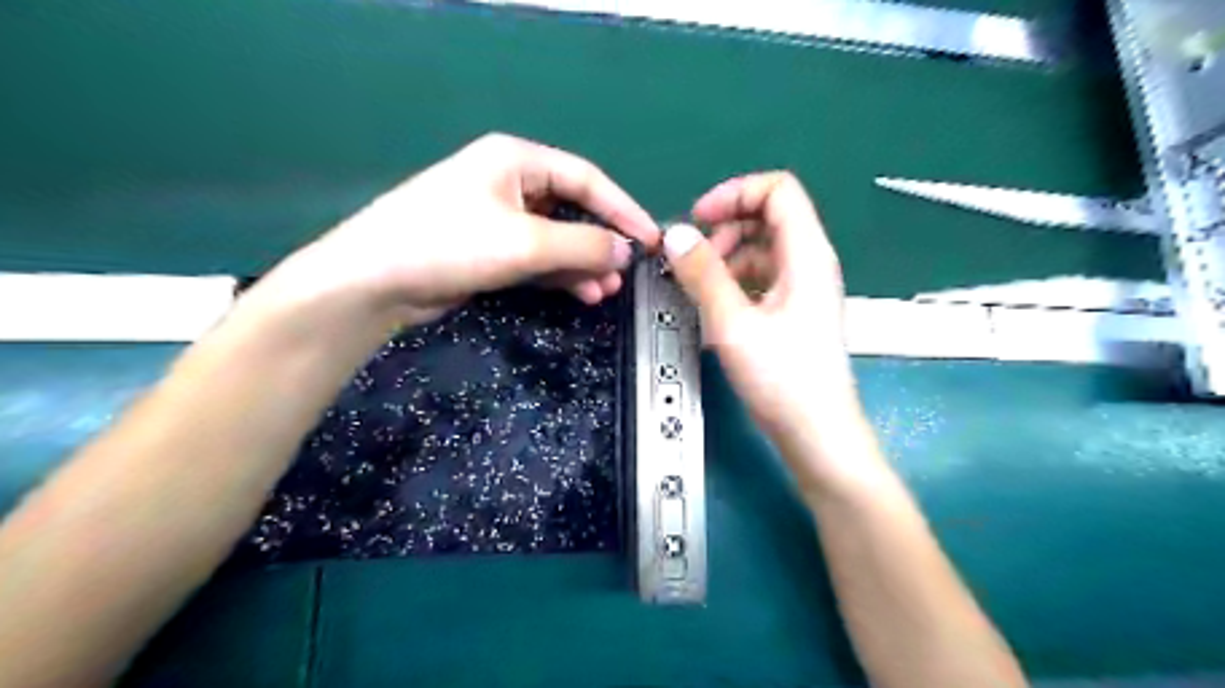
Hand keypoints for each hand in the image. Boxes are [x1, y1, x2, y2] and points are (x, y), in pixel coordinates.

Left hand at [256, 132, 660, 326]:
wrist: (377, 281)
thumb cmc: (450, 243)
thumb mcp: (525, 242)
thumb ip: (583, 245)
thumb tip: (627, 252)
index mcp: (518, 160)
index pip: (587, 179)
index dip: (623, 209)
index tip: (651, 239)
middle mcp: (511, 183)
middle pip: (573, 210)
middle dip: (601, 243)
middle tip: (626, 272)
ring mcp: (500, 218)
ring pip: (558, 239)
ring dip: (584, 264)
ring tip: (606, 291)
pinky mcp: (491, 250)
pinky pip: (539, 258)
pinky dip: (561, 274)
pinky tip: (581, 292)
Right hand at [660, 171, 868, 491]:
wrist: (817, 434)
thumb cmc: (783, 380)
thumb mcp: (734, 325)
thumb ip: (703, 275)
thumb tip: (674, 235)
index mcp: (806, 255)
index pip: (777, 191)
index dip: (735, 194)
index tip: (697, 220)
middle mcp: (810, 264)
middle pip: (769, 217)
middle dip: (726, 227)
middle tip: (694, 259)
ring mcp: (804, 289)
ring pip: (763, 249)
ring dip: (727, 256)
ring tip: (699, 286)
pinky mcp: (794, 311)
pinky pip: (763, 277)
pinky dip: (736, 280)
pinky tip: (715, 306)